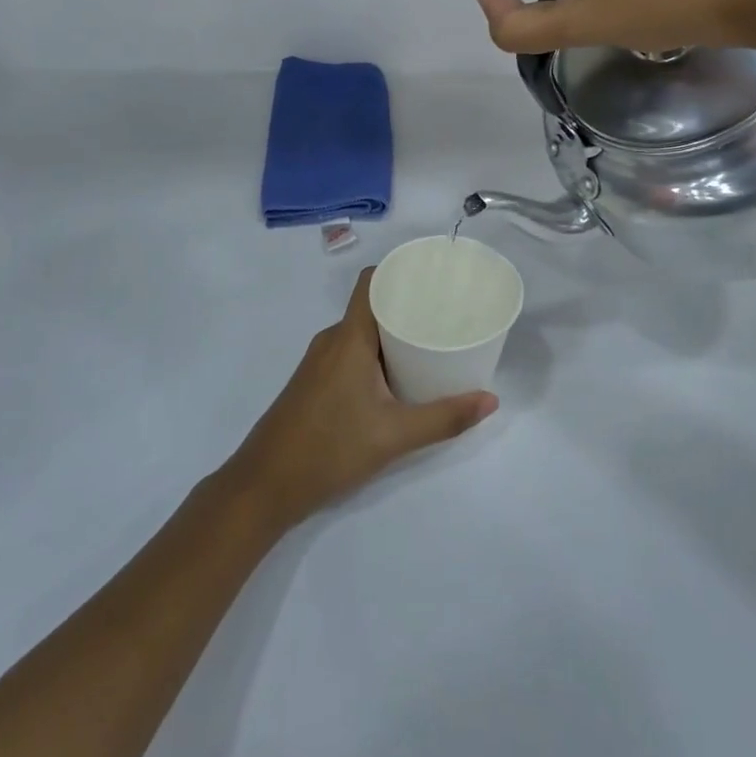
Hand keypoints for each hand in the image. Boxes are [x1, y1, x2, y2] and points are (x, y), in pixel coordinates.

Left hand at [222, 270, 497, 532]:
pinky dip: (376, 353)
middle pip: (372, 306)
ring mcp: (319, 361)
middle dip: (408, 306)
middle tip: (446, 314)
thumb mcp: (394, 435)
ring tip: (430, 343)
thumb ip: (444, 417)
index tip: (435, 276)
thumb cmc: (329, 449)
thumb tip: (491, 400)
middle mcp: (332, 339)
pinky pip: (350, 351)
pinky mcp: (314, 381)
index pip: (372, 282)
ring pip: (361, 332)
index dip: (400, 271)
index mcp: (349, 337)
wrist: (264, 486)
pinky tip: (397, 376)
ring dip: (392, 333)